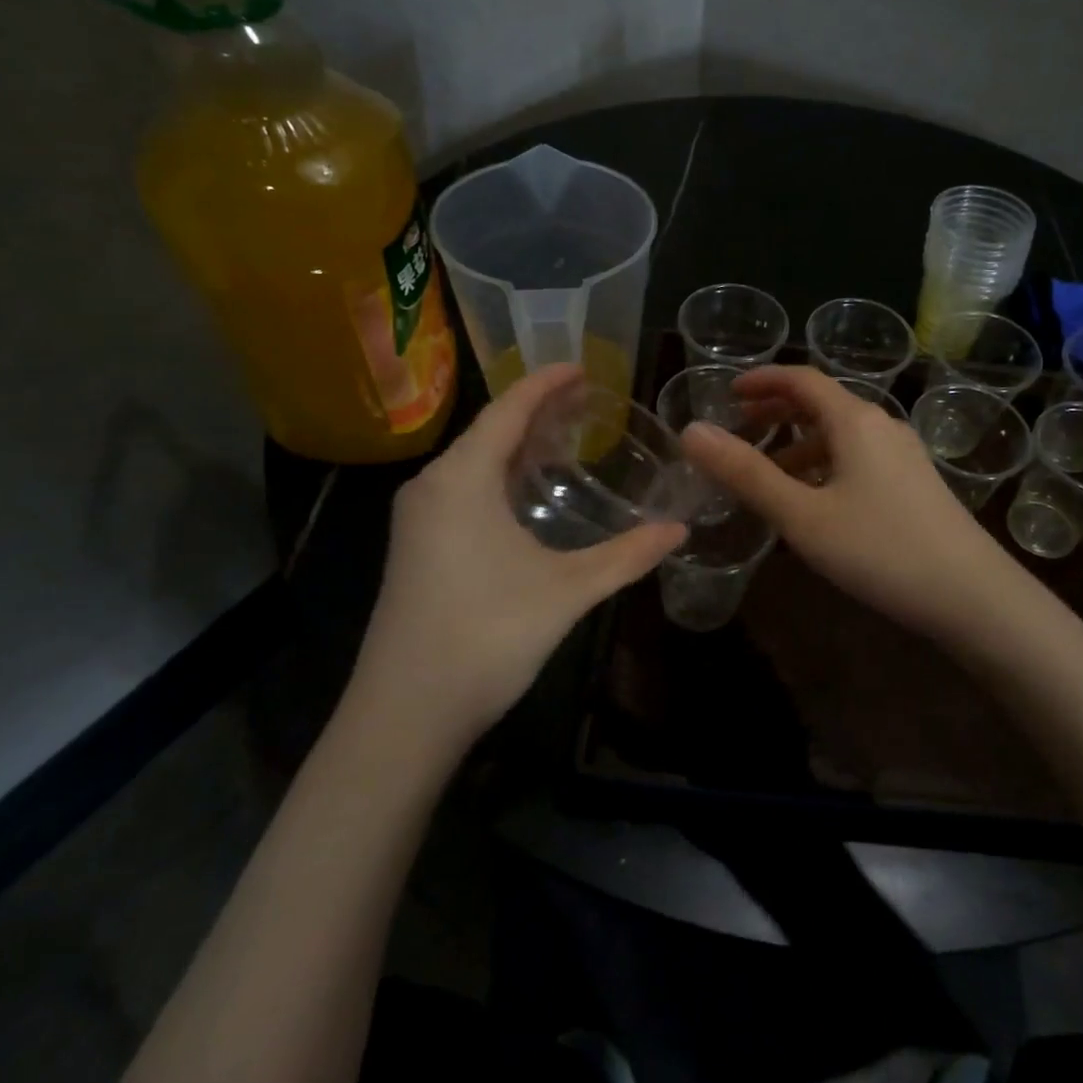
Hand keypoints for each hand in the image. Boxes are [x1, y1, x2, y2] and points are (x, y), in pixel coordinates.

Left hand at [349, 364, 685, 754]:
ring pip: (473, 462)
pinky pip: (462, 489)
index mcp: (461, 479)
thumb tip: (679, 530)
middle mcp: (432, 486)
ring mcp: (417, 519)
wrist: (403, 715)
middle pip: (489, 431)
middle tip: (586, 401)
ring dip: (516, 446)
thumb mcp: (568, 591)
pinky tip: (526, 494)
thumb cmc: (486, 636)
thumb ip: (627, 556)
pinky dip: (499, 476)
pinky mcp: (416, 548)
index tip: (582, 366)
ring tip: (564, 438)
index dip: (546, 384)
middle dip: (536, 411)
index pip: (508, 410)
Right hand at [681, 366, 1026, 641]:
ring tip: (769, 473)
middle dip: (778, 411)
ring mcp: (904, 454)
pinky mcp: (915, 482)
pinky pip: (859, 458)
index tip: (727, 393)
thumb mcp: (801, 514)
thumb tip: (691, 432)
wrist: (972, 594)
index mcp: (854, 420)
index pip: (801, 379)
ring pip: (841, 434)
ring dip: (800, 444)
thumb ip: (745, 473)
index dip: (761, 380)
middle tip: (741, 429)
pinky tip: (815, 500)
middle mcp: (882, 425)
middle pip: (822, 403)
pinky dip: (826, 465)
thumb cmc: (879, 548)